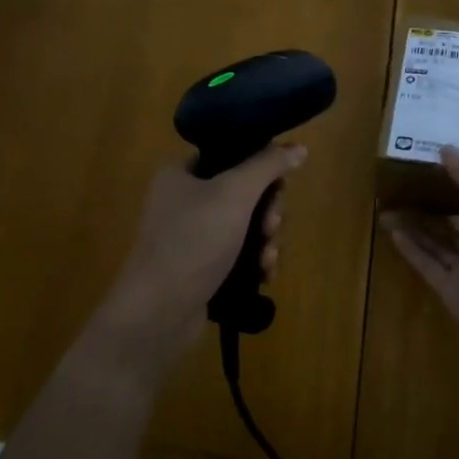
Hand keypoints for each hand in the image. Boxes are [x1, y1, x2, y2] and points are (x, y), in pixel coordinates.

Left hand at [95, 144, 305, 364]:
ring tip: (268, 259)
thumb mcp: (234, 193)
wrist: (158, 312)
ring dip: (266, 240)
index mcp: (181, 173)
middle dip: (268, 212)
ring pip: (246, 227)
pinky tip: (264, 275)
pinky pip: (238, 255)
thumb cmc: (193, 241)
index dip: (261, 168)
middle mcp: (184, 201)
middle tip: (271, 228)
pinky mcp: (201, 269)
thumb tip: (299, 147)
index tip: (279, 187)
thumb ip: (268, 165)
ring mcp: (192, 237)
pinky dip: (254, 262)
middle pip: (245, 193)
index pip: (231, 155)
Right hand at [383, 146, 458, 347]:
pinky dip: (411, 249)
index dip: (455, 184)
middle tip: (400, 189)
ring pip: (436, 243)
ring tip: (388, 207)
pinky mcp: (448, 288)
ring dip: (414, 226)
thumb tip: (445, 148)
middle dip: (428, 206)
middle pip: (451, 222)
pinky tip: (393, 232)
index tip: (429, 168)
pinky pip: (427, 264)